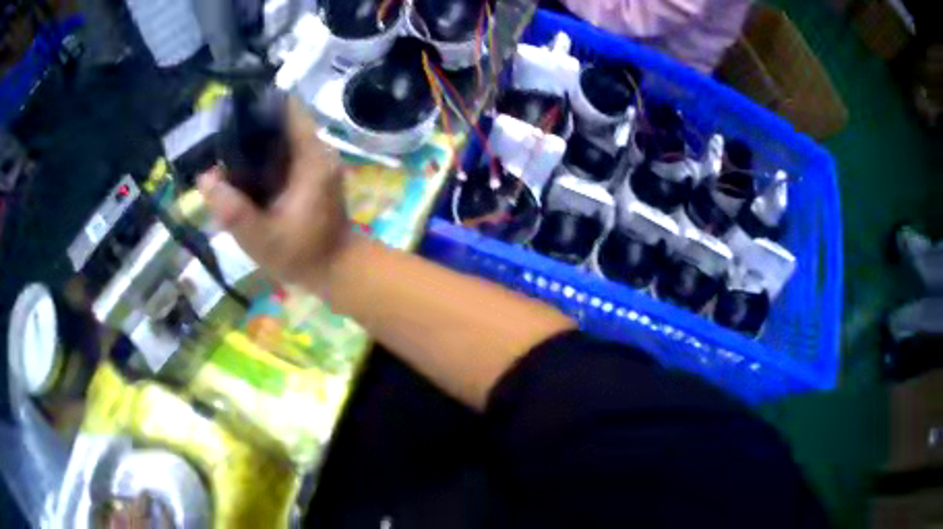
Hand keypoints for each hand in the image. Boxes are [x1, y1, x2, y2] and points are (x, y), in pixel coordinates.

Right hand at [199, 98, 350, 292]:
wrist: (335, 270)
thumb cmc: (302, 255)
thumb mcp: (262, 239)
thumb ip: (233, 210)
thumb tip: (205, 178)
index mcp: (312, 156)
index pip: (287, 107)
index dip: (258, 105)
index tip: (229, 116)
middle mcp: (317, 149)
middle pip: (279, 122)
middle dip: (248, 130)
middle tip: (218, 147)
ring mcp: (316, 159)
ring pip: (279, 138)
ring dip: (253, 146)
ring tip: (225, 162)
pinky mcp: (311, 171)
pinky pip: (283, 154)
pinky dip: (262, 160)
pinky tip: (243, 177)